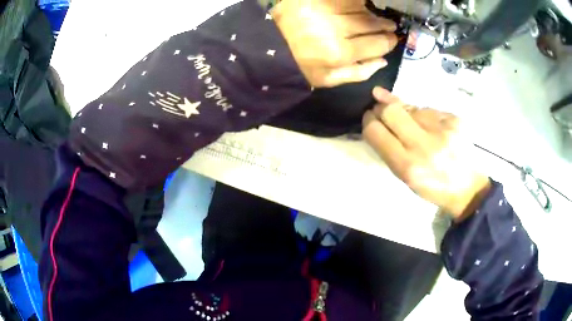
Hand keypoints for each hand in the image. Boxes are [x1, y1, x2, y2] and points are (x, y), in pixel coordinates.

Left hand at [271, 0, 397, 87]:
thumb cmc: (300, 67)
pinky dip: (353, 2)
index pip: (376, 43)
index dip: (389, 41)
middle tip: (389, 25)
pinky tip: (357, 6)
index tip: (393, 38)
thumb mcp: (329, 80)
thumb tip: (383, 61)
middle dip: (384, 24)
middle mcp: (334, 28)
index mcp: (339, 53)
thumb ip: (359, 72)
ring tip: (373, 15)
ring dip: (369, 11)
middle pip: (370, 22)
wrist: (267, 48)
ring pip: (358, 6)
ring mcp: (322, 10)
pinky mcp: (312, 0)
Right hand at [362, 87, 490, 220]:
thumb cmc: (431, 186)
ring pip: (412, 107)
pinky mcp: (455, 119)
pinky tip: (435, 129)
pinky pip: (430, 109)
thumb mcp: (405, 175)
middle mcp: (425, 146)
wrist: (467, 188)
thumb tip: (373, 116)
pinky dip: (426, 116)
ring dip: (408, 114)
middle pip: (391, 110)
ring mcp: (443, 129)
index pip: (376, 131)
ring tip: (419, 130)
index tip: (370, 117)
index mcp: (408, 166)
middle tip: (385, 112)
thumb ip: (388, 146)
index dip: (369, 120)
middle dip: (382, 108)